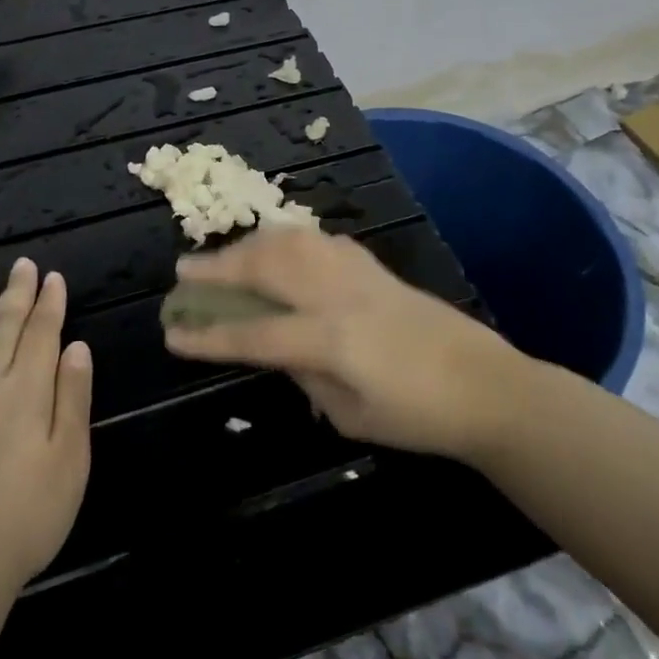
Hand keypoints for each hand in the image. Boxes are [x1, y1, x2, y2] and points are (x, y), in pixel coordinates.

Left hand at [0, 258, 93, 587]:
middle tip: (21, 264)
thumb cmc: (26, 517)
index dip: (49, 304)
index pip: (42, 334)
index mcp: (27, 392)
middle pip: (3, 330)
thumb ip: (73, 398)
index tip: (53, 277)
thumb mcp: (71, 459)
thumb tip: (77, 347)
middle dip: (15, 294)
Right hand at [164, 228, 530, 464]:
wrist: (487, 386)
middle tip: (183, 272)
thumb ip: (305, 376)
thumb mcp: (351, 416)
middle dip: (218, 268)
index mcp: (332, 340)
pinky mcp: (373, 265)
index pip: (254, 334)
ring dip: (248, 245)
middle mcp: (338, 294)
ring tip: (225, 256)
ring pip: (290, 241)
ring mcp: (357, 273)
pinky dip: (287, 240)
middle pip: (265, 268)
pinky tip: (278, 249)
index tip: (172, 333)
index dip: (209, 335)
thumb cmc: (419, 417)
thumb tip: (275, 349)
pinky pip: (318, 240)